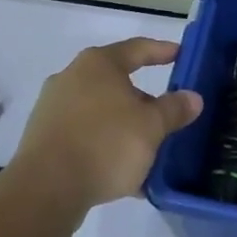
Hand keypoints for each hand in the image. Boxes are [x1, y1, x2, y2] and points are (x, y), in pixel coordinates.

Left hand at [9, 38, 202, 218]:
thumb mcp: (151, 127)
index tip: (181, 55)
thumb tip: (192, 97)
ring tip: (148, 151)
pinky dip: (106, 147)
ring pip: (101, 112)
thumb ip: (174, 109)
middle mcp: (72, 77)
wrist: (46, 188)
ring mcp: (53, 107)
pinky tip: (124, 174)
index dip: (162, 51)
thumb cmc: (105, 144)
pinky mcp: (44, 137)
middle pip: (117, 82)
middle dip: (144, 101)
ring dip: (125, 128)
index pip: (137, 49)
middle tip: (167, 117)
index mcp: (98, 64)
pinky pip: (85, 136)